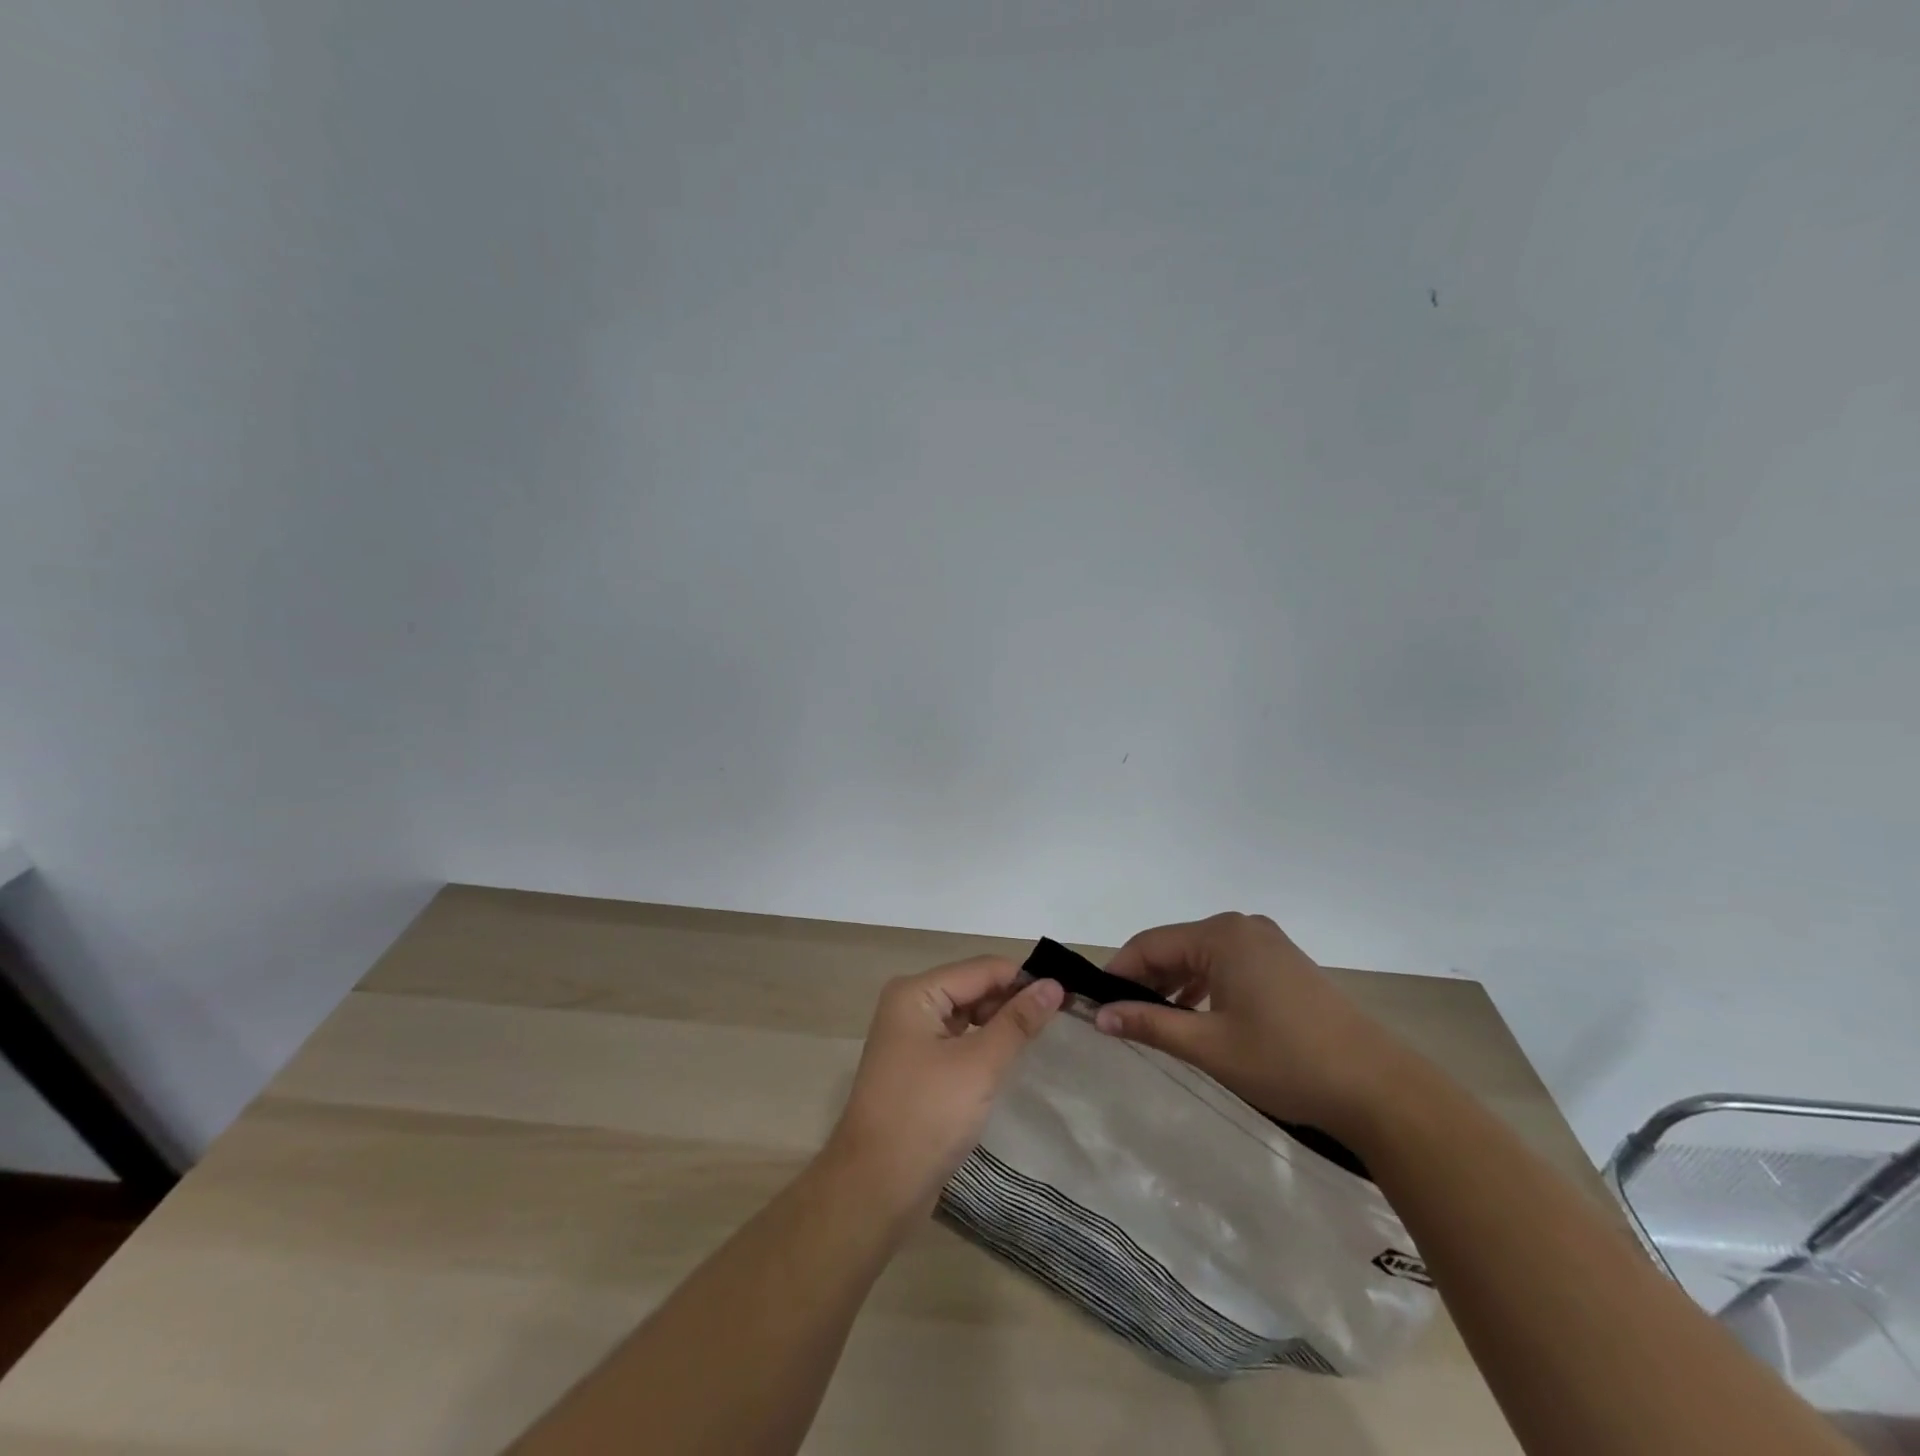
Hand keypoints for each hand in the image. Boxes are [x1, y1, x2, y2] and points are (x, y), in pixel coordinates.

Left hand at [825, 957, 1062, 1220]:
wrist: (875, 1188)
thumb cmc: (927, 1116)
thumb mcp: (979, 1064)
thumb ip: (1017, 1022)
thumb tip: (1052, 985)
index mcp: (916, 992)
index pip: (981, 969)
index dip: (1023, 979)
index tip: (1067, 996)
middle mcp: (909, 1005)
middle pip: (972, 987)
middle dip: (1011, 1001)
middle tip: (1059, 1021)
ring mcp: (909, 1037)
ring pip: (966, 1015)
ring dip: (999, 1024)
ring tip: (1040, 1038)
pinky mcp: (916, 1067)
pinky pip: (957, 1041)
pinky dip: (983, 1045)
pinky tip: (1008, 1059)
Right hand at [1094, 913, 1415, 1136]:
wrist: (1379, 1089)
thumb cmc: (1286, 1061)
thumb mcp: (1209, 1046)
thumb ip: (1150, 1024)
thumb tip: (1100, 1016)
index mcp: (1222, 935)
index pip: (1149, 944)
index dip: (1118, 974)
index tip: (1094, 1005)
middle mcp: (1242, 927)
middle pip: (1174, 946)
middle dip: (1145, 980)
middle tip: (1120, 1018)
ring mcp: (1267, 942)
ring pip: (1200, 957)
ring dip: (1173, 985)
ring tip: (1153, 1021)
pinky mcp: (1283, 963)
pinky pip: (1226, 965)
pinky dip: (1203, 986)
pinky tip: (1196, 1016)